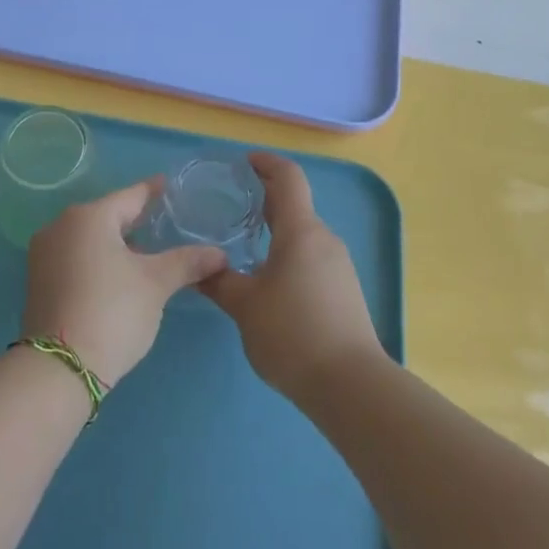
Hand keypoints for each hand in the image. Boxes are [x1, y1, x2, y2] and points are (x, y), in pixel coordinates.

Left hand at [21, 179, 226, 385]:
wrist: (59, 368)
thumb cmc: (112, 312)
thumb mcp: (156, 285)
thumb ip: (187, 262)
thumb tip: (220, 254)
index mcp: (89, 217)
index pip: (130, 196)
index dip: (153, 191)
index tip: (168, 185)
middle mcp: (61, 226)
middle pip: (107, 215)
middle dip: (134, 218)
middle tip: (162, 220)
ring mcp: (44, 254)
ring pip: (89, 237)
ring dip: (115, 241)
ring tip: (144, 250)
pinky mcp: (38, 280)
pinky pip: (75, 256)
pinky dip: (97, 258)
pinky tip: (117, 274)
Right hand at [199, 153, 384, 401]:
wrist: (351, 385)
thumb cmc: (293, 333)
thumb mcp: (245, 306)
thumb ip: (218, 281)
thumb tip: (197, 268)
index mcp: (301, 231)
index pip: (288, 177)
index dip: (265, 163)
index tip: (242, 163)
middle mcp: (323, 239)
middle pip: (294, 203)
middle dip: (264, 196)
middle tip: (230, 202)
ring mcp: (338, 264)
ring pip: (302, 232)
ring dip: (275, 227)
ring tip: (242, 241)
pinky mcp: (343, 289)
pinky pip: (311, 255)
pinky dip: (287, 251)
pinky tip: (266, 276)